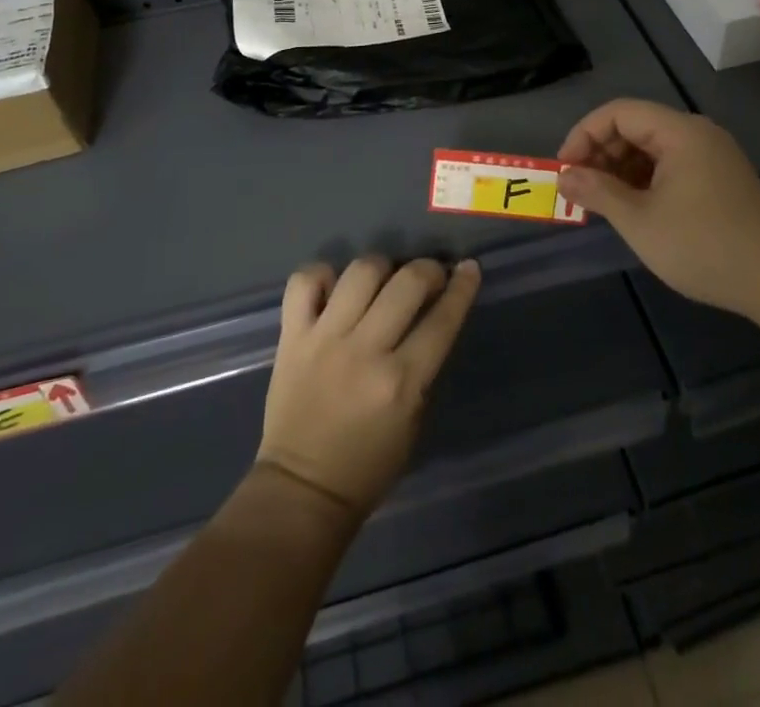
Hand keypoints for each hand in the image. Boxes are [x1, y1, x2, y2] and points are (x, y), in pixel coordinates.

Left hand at [257, 256, 481, 524]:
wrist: (301, 491)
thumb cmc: (368, 465)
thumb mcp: (414, 420)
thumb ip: (423, 365)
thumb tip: (432, 314)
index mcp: (401, 382)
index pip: (442, 319)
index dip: (462, 287)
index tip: (468, 268)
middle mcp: (364, 351)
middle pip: (406, 282)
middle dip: (427, 270)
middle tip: (429, 277)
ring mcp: (324, 339)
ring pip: (360, 271)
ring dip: (380, 268)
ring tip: (382, 280)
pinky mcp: (291, 337)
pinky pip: (305, 281)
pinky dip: (323, 275)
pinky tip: (334, 288)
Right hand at [557, 98, 759, 318]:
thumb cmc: (703, 245)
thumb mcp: (640, 220)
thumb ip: (597, 192)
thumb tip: (564, 177)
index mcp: (679, 132)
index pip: (618, 112)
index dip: (584, 135)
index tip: (565, 170)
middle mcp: (696, 134)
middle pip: (635, 126)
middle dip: (601, 153)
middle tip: (580, 189)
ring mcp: (711, 156)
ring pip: (651, 148)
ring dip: (620, 169)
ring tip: (602, 202)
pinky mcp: (719, 179)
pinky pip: (670, 166)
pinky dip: (644, 181)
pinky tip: (633, 208)